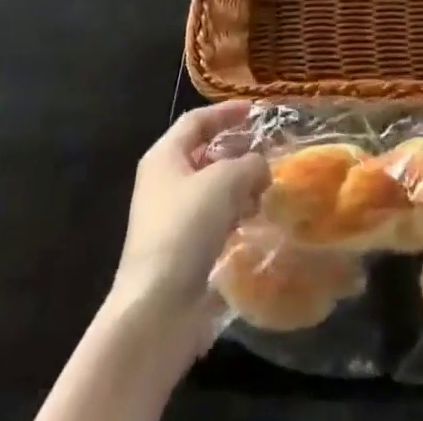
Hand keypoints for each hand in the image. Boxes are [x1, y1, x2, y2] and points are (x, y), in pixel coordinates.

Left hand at [109, 101, 269, 350]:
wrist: (155, 311)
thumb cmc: (185, 229)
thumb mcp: (225, 181)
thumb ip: (249, 164)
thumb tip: (260, 167)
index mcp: (164, 156)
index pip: (197, 120)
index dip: (226, 112)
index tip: (255, 111)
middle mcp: (163, 183)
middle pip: (204, 155)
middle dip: (236, 153)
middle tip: (268, 154)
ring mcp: (170, 220)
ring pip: (210, 190)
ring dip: (238, 188)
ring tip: (265, 192)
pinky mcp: (180, 253)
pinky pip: (211, 222)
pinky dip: (232, 217)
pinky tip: (252, 223)